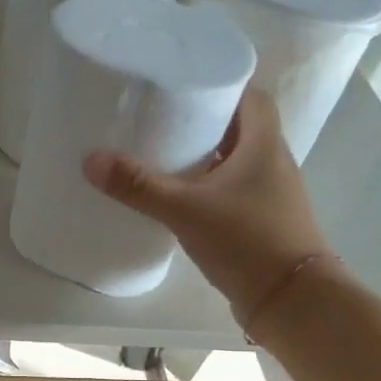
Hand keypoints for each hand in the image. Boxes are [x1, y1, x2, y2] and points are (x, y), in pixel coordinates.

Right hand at [83, 86, 332, 325]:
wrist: (290, 300)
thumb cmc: (247, 241)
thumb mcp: (186, 210)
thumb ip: (139, 186)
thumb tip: (91, 160)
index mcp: (263, 143)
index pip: (249, 94)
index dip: (220, 82)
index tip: (182, 80)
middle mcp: (271, 161)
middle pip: (237, 125)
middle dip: (201, 118)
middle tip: (158, 115)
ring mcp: (267, 193)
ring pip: (231, 159)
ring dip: (202, 153)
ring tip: (159, 151)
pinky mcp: (258, 220)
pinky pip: (228, 189)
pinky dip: (204, 184)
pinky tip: (175, 195)